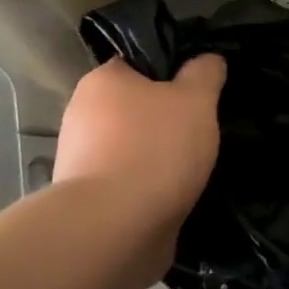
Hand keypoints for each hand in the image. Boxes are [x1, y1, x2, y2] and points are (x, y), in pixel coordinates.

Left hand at [54, 56, 225, 229]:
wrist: (115, 228)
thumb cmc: (155, 149)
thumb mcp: (196, 100)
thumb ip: (204, 74)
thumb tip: (208, 59)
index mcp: (102, 81)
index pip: (138, 64)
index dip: (171, 74)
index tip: (198, 92)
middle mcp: (81, 115)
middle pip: (134, 108)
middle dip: (164, 120)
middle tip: (201, 130)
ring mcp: (80, 160)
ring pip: (130, 147)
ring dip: (157, 156)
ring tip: (193, 168)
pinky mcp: (89, 199)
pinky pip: (126, 182)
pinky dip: (148, 187)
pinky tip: (173, 195)